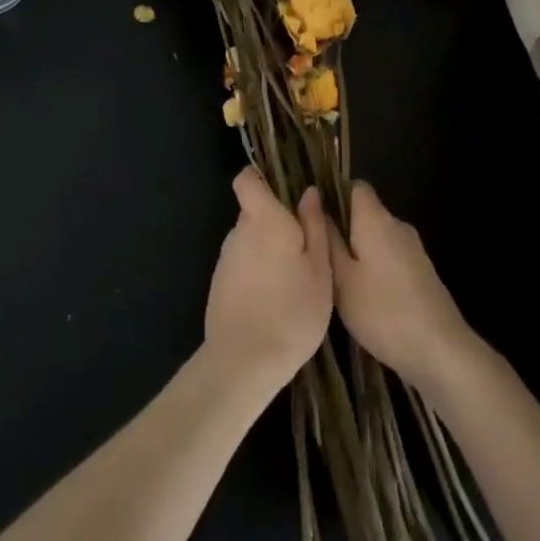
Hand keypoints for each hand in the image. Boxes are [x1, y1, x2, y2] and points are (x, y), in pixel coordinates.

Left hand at [203, 168, 333, 395]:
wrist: (244, 362)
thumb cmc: (292, 311)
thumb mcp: (320, 269)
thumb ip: (314, 226)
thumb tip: (308, 192)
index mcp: (264, 220)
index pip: (247, 180)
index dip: (261, 177)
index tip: (286, 189)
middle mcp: (239, 232)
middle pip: (254, 211)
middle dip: (276, 220)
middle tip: (307, 245)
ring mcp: (225, 259)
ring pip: (249, 239)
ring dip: (268, 248)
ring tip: (295, 277)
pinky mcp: (219, 284)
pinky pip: (242, 263)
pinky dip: (258, 270)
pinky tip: (275, 298)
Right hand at [308, 181, 479, 389]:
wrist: (440, 350)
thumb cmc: (383, 312)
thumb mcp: (342, 279)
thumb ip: (327, 239)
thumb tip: (313, 199)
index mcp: (376, 219)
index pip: (355, 187)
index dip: (333, 196)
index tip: (313, 221)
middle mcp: (397, 225)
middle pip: (365, 213)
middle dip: (342, 230)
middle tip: (317, 258)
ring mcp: (413, 248)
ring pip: (376, 237)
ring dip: (357, 252)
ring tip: (335, 280)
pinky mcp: (421, 271)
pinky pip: (389, 256)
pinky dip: (374, 267)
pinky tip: (363, 297)